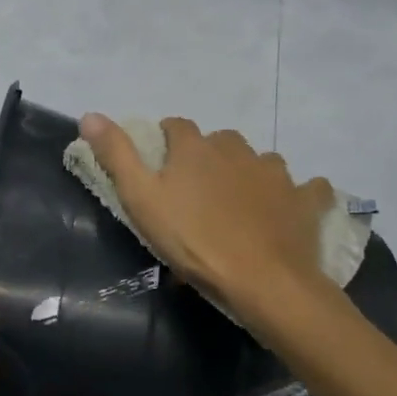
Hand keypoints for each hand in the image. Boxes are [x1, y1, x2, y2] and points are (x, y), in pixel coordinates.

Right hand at [78, 113, 334, 333]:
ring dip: (249, 173)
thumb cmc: (194, 241)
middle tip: (198, 191)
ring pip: (260, 161)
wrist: (263, 281)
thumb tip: (89, 114)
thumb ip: (116, 155)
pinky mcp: (304, 200)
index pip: (177, 126)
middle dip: (208, 157)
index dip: (167, 140)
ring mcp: (275, 173)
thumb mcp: (141, 200)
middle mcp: (237, 149)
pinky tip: (293, 207)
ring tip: (240, 204)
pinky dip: (300, 194)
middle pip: (220, 141)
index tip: (161, 163)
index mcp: (196, 148)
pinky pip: (307, 188)